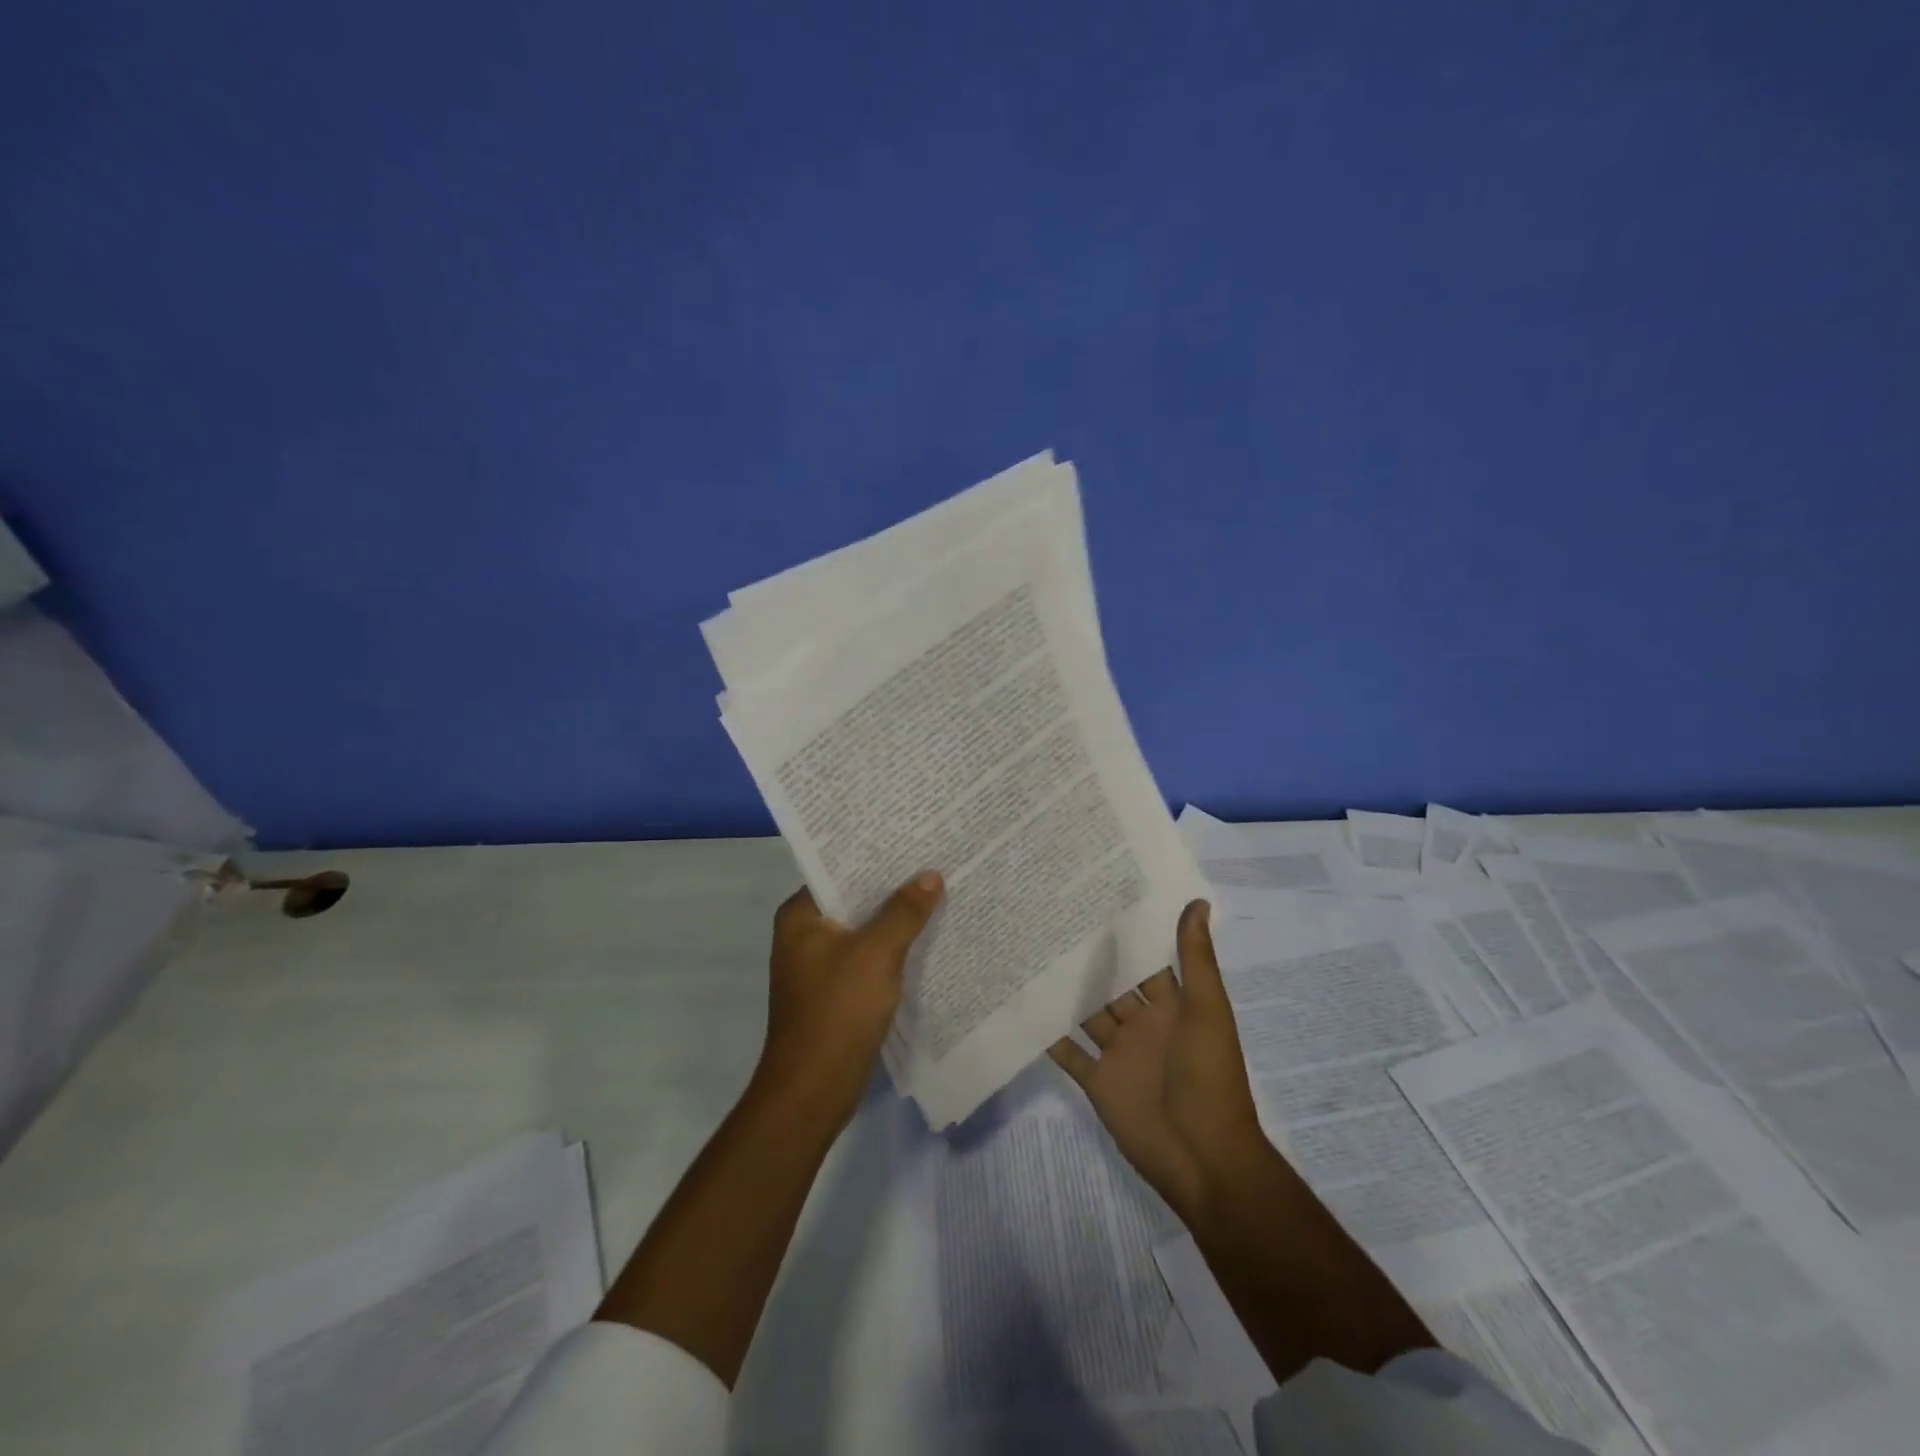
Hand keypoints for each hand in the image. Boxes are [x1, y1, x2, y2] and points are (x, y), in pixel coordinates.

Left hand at [754, 872, 943, 1129]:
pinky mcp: (836, 990)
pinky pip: (868, 956)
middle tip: (934, 860)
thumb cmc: (837, 1011)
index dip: (875, 855)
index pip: (838, 870)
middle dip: (892, 885)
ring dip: (895, 917)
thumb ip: (904, 911)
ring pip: (864, 928)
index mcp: (801, 915)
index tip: (912, 839)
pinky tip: (927, 937)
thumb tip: (931, 875)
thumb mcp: (877, 954)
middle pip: (854, 898)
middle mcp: (805, 934)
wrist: (813, 1091)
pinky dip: (893, 947)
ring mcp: (820, 964)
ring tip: (938, 890)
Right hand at [1049, 900, 1268, 1222]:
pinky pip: (1069, 1053)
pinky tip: (1025, 1007)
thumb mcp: (1208, 1010)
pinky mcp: (1098, 1081)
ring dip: (1067, 991)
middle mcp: (1143, 1024)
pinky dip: (1050, 1035)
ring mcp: (1119, 1053)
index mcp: (1172, 1006)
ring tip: (1031, 953)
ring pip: (1088, 1013)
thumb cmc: (1209, 1076)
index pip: (1147, 961)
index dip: (1128, 934)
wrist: (1202, 1157)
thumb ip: (1196, 958)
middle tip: (1051, 919)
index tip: (1097, 898)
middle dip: (1090, 959)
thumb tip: (1198, 901)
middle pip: (1112, 984)